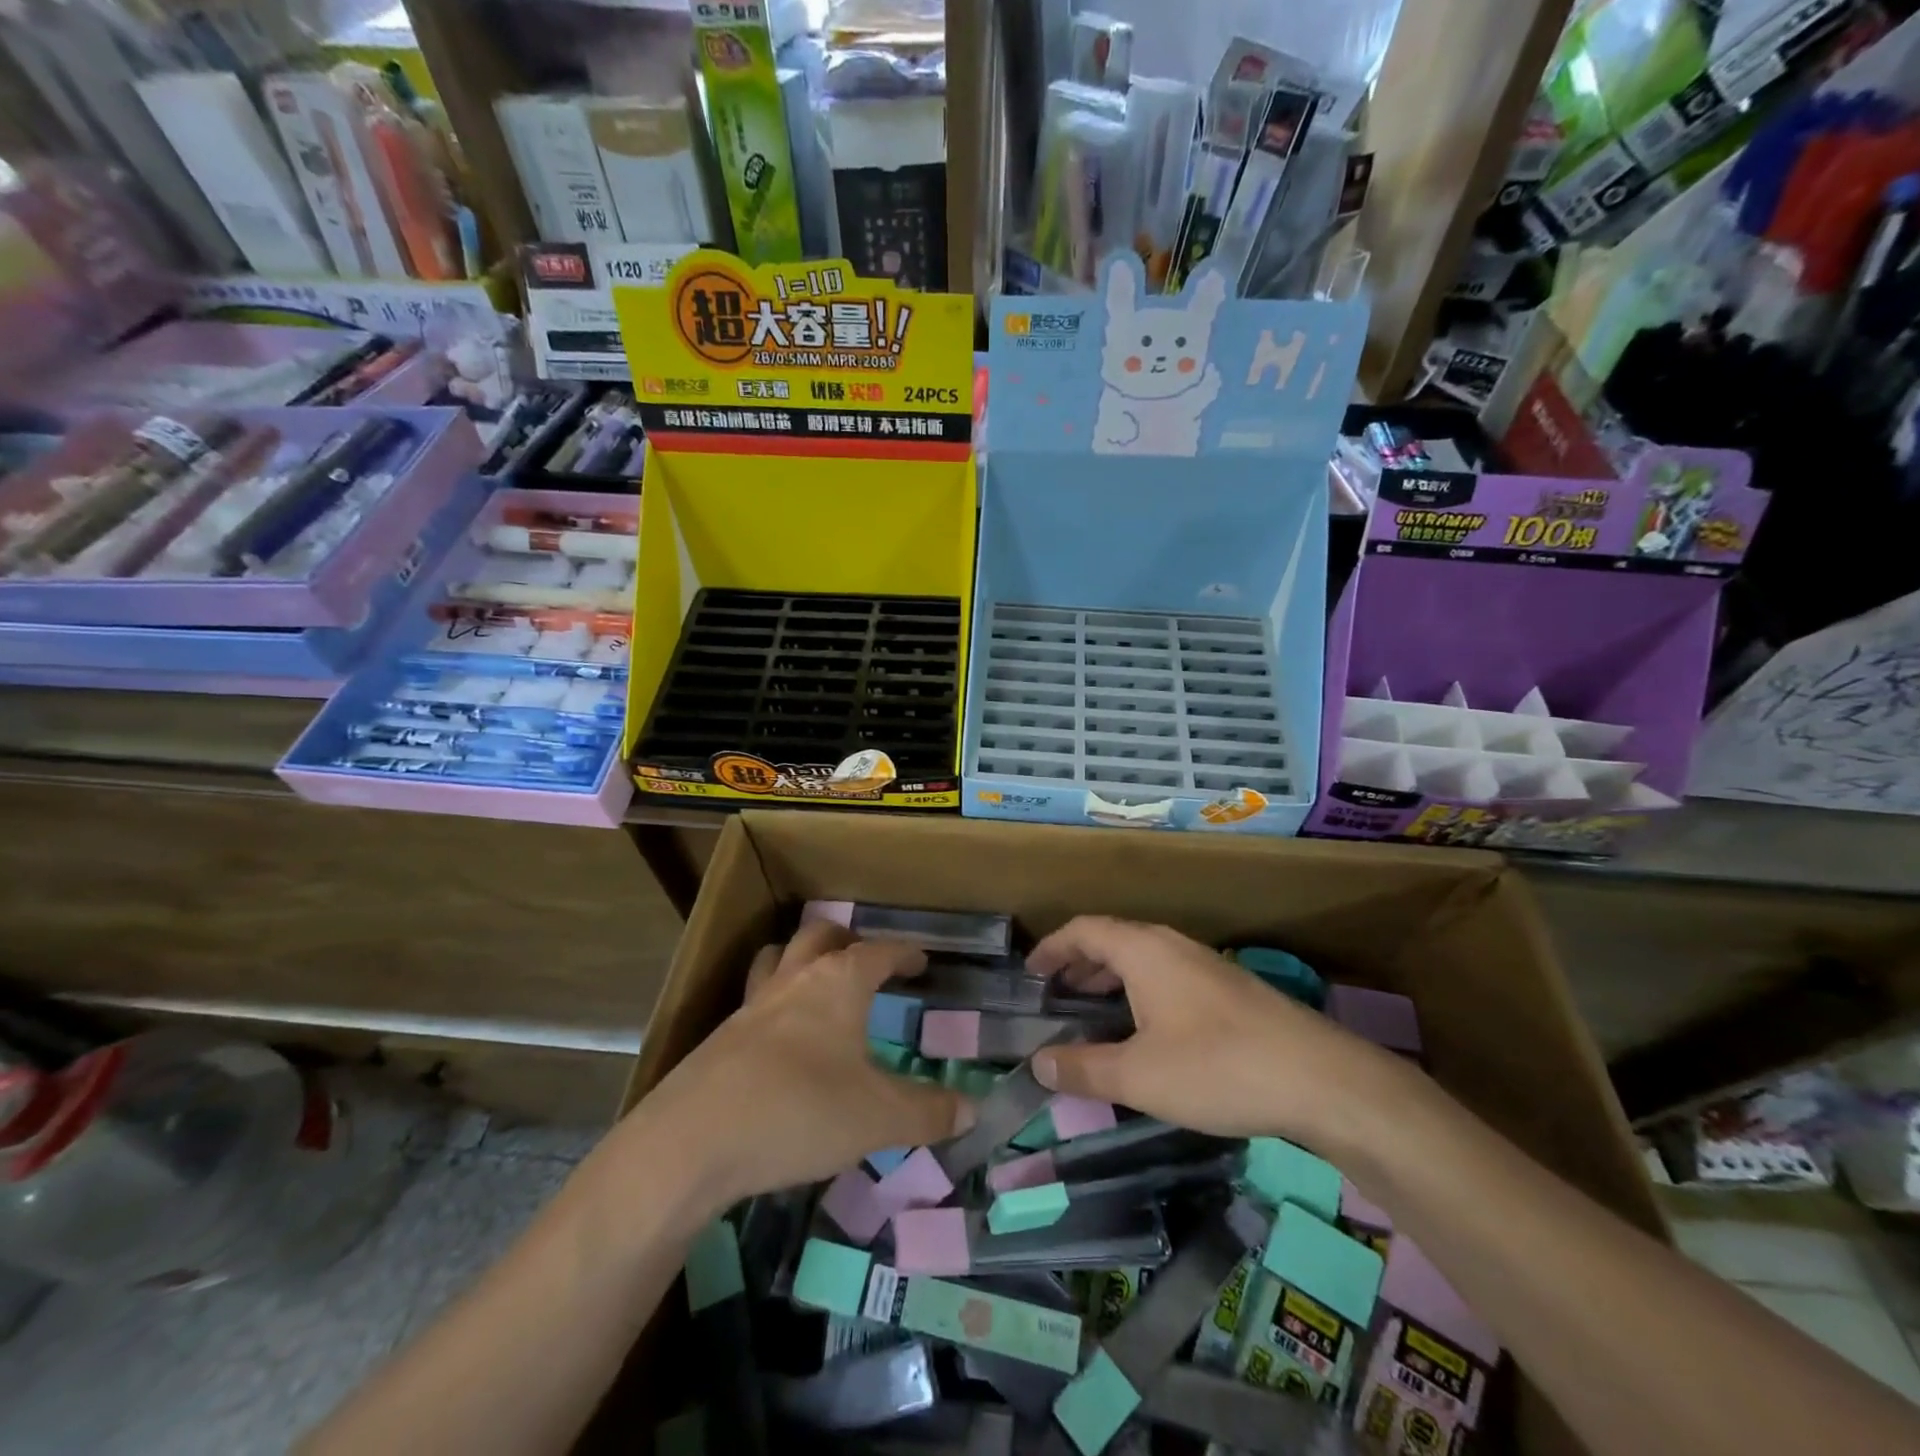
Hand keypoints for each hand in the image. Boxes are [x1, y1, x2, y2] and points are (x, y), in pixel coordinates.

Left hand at [637, 922, 976, 1210]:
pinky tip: (781, 1040)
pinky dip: (774, 1002)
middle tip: (867, 961)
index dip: (903, 953)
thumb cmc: (800, 1111)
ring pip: (778, 958)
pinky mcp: (721, 1037)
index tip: (920, 960)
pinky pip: (754, 999)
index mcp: (838, 983)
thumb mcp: (878, 1118)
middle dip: (848, 941)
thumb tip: (971, 1110)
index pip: (878, 951)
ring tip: (817, 980)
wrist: (693, 1141)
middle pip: (820, 936)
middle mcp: (794, 979)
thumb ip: (928, 1112)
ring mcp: (751, 1005)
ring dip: (800, 958)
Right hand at [1027, 916, 1399, 1145]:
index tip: (1030, 973)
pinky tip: (1148, 1032)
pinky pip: (1168, 976)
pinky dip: (1141, 992)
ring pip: (1144, 960)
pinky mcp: (1230, 991)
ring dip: (1111, 980)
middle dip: (1079, 965)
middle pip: (1113, 940)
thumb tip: (1038, 1064)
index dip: (1052, 947)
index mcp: (1143, 951)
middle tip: (1055, 996)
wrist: (1321, 1079)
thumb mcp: (1139, 1076)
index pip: (1084, 930)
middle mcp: (1172, 946)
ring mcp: (1206, 965)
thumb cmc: (1217, 1067)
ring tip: (1094, 1013)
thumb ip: (1083, 1068)